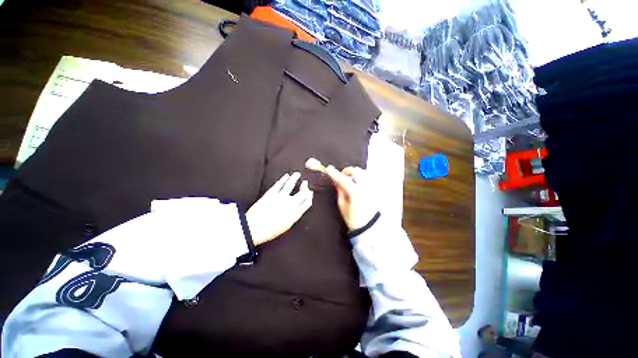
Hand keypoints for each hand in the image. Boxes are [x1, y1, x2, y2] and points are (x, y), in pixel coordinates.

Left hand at [246, 172, 313, 245]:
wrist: (253, 229)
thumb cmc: (269, 231)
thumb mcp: (286, 226)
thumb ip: (294, 215)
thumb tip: (298, 208)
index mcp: (295, 214)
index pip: (307, 202)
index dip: (310, 196)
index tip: (309, 192)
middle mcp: (290, 204)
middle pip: (302, 192)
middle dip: (305, 186)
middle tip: (305, 183)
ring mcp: (281, 197)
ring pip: (291, 184)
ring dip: (295, 178)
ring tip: (297, 174)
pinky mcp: (271, 193)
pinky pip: (279, 183)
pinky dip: (284, 178)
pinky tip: (286, 176)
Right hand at [324, 166, 377, 231]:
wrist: (370, 227)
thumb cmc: (353, 219)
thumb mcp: (342, 206)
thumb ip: (340, 192)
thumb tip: (336, 181)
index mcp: (356, 193)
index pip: (343, 179)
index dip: (335, 174)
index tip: (328, 169)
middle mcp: (366, 188)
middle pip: (356, 171)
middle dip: (347, 171)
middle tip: (342, 176)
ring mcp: (373, 188)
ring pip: (364, 172)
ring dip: (355, 173)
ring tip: (350, 180)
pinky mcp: (377, 190)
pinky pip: (369, 177)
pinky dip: (362, 176)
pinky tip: (358, 183)